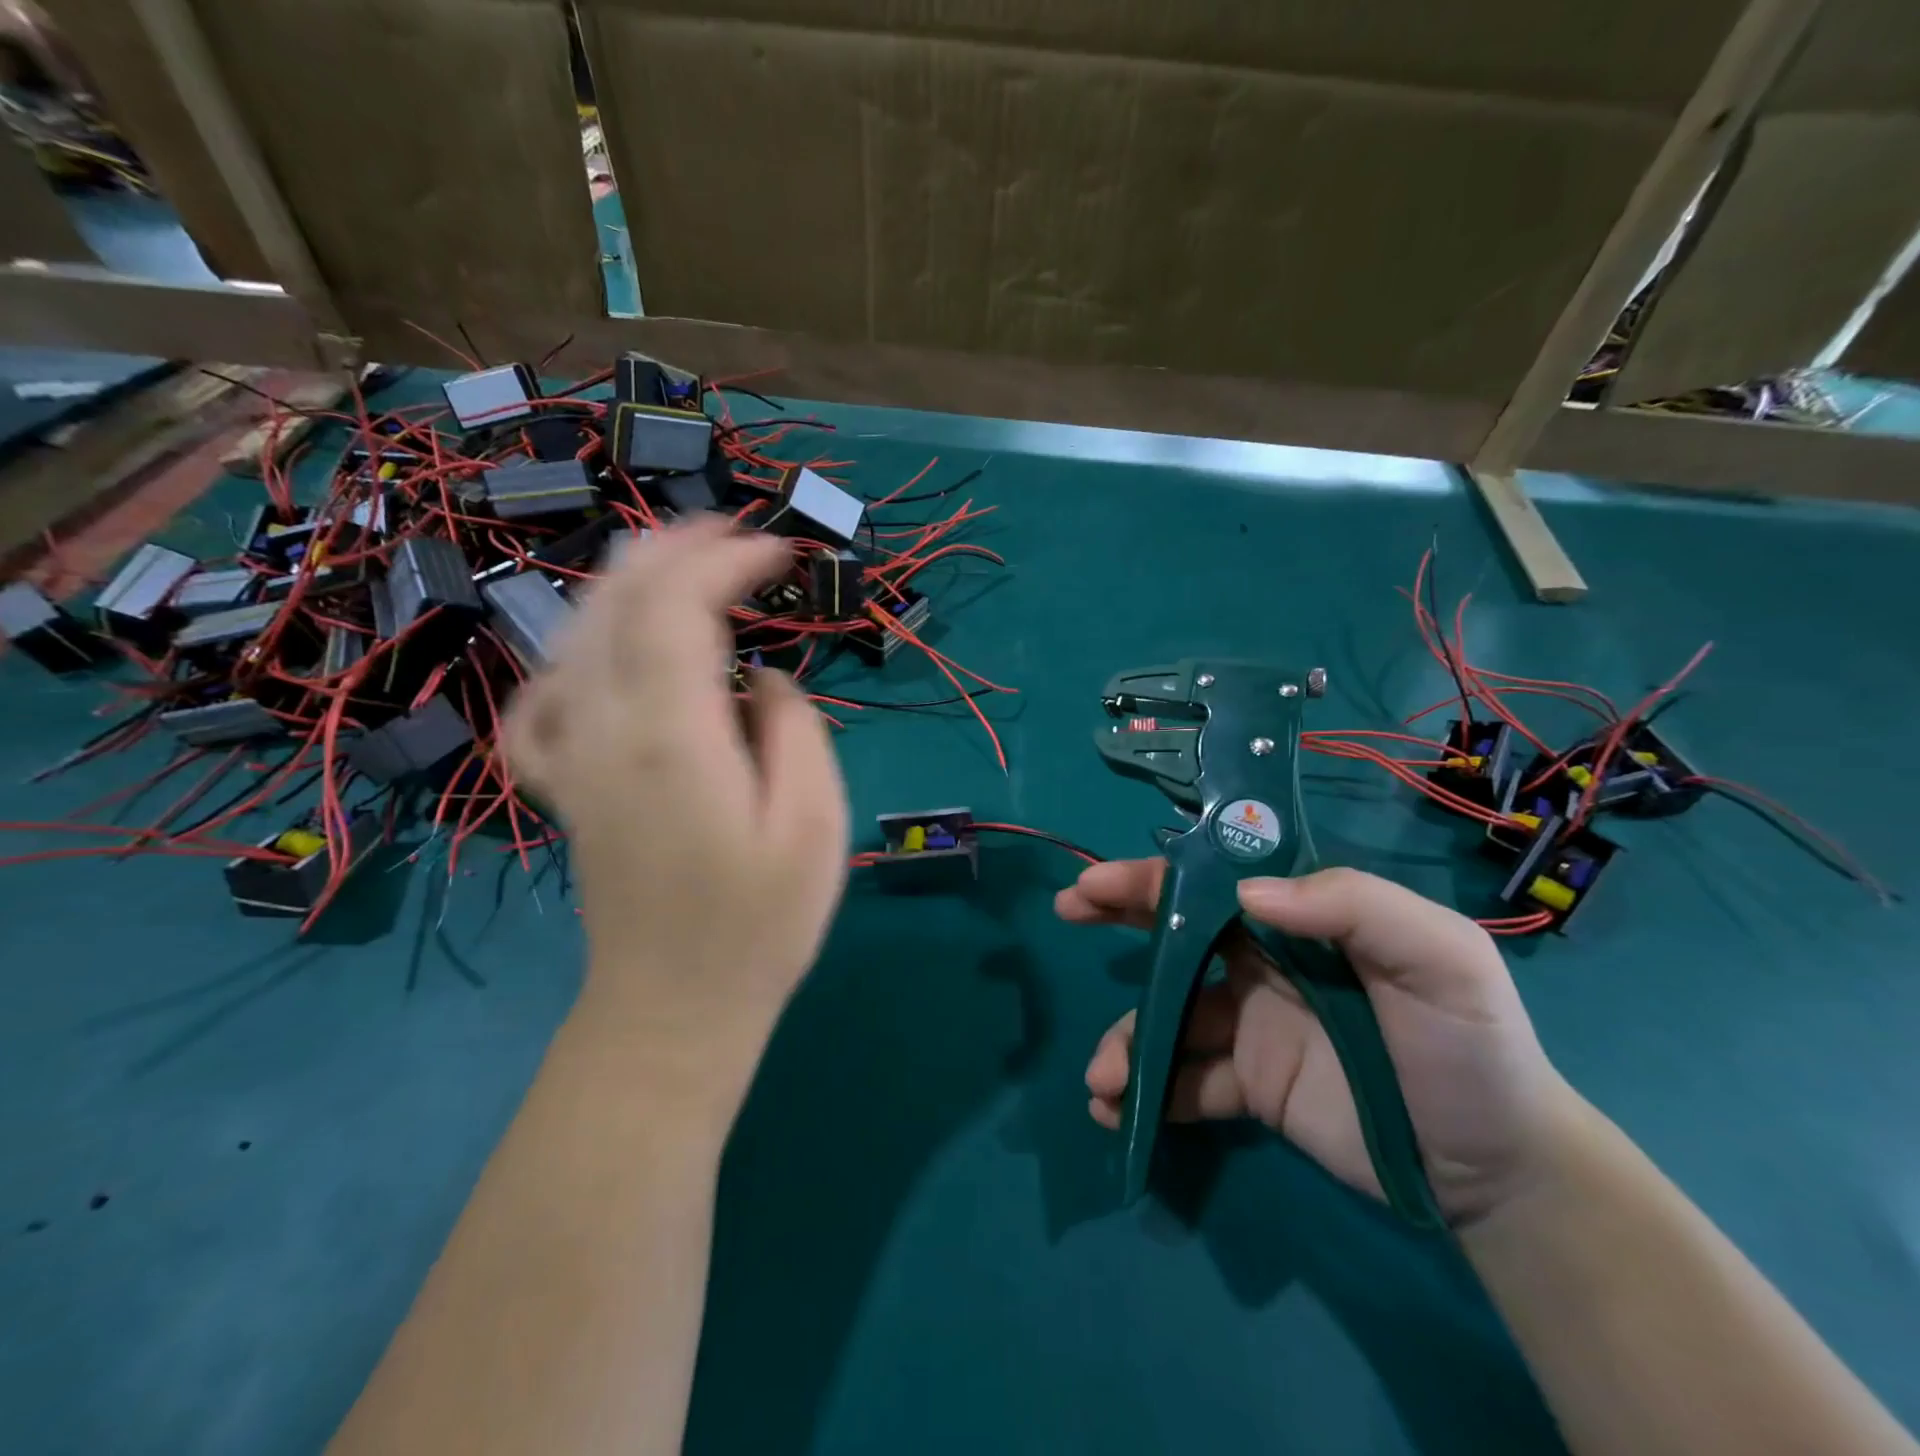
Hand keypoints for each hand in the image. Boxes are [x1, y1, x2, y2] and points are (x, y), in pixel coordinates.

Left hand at [505, 518, 849, 1096]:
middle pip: (617, 602)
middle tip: (734, 532)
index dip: (726, 560)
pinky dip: (572, 654)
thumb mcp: (814, 823)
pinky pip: (543, 698)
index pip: (678, 607)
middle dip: (675, 548)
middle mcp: (603, 729)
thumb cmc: (761, 922)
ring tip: (682, 563)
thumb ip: (793, 728)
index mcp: (670, 736)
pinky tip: (600, 655)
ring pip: (576, 634)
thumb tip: (763, 679)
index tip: (781, 551)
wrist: (675, 1010)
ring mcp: (571, 756)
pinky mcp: (564, 785)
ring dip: (628, 582)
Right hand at [1058, 862, 1584, 1222]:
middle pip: (1176, 932)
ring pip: (1169, 1016)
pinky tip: (1119, 1115)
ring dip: (1128, 1040)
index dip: (1154, 875)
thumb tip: (1248, 894)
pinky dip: (1148, 1095)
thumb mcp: (1440, 958)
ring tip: (1104, 1079)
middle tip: (1067, 912)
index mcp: (1301, 921)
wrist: (1497, 1171)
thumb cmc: (1470, 1046)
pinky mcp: (1248, 1086)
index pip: (1215, 882)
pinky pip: (1186, 1082)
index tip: (1097, 880)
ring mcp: (1250, 1026)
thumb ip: (1355, 905)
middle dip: (1118, 916)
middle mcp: (1264, 964)